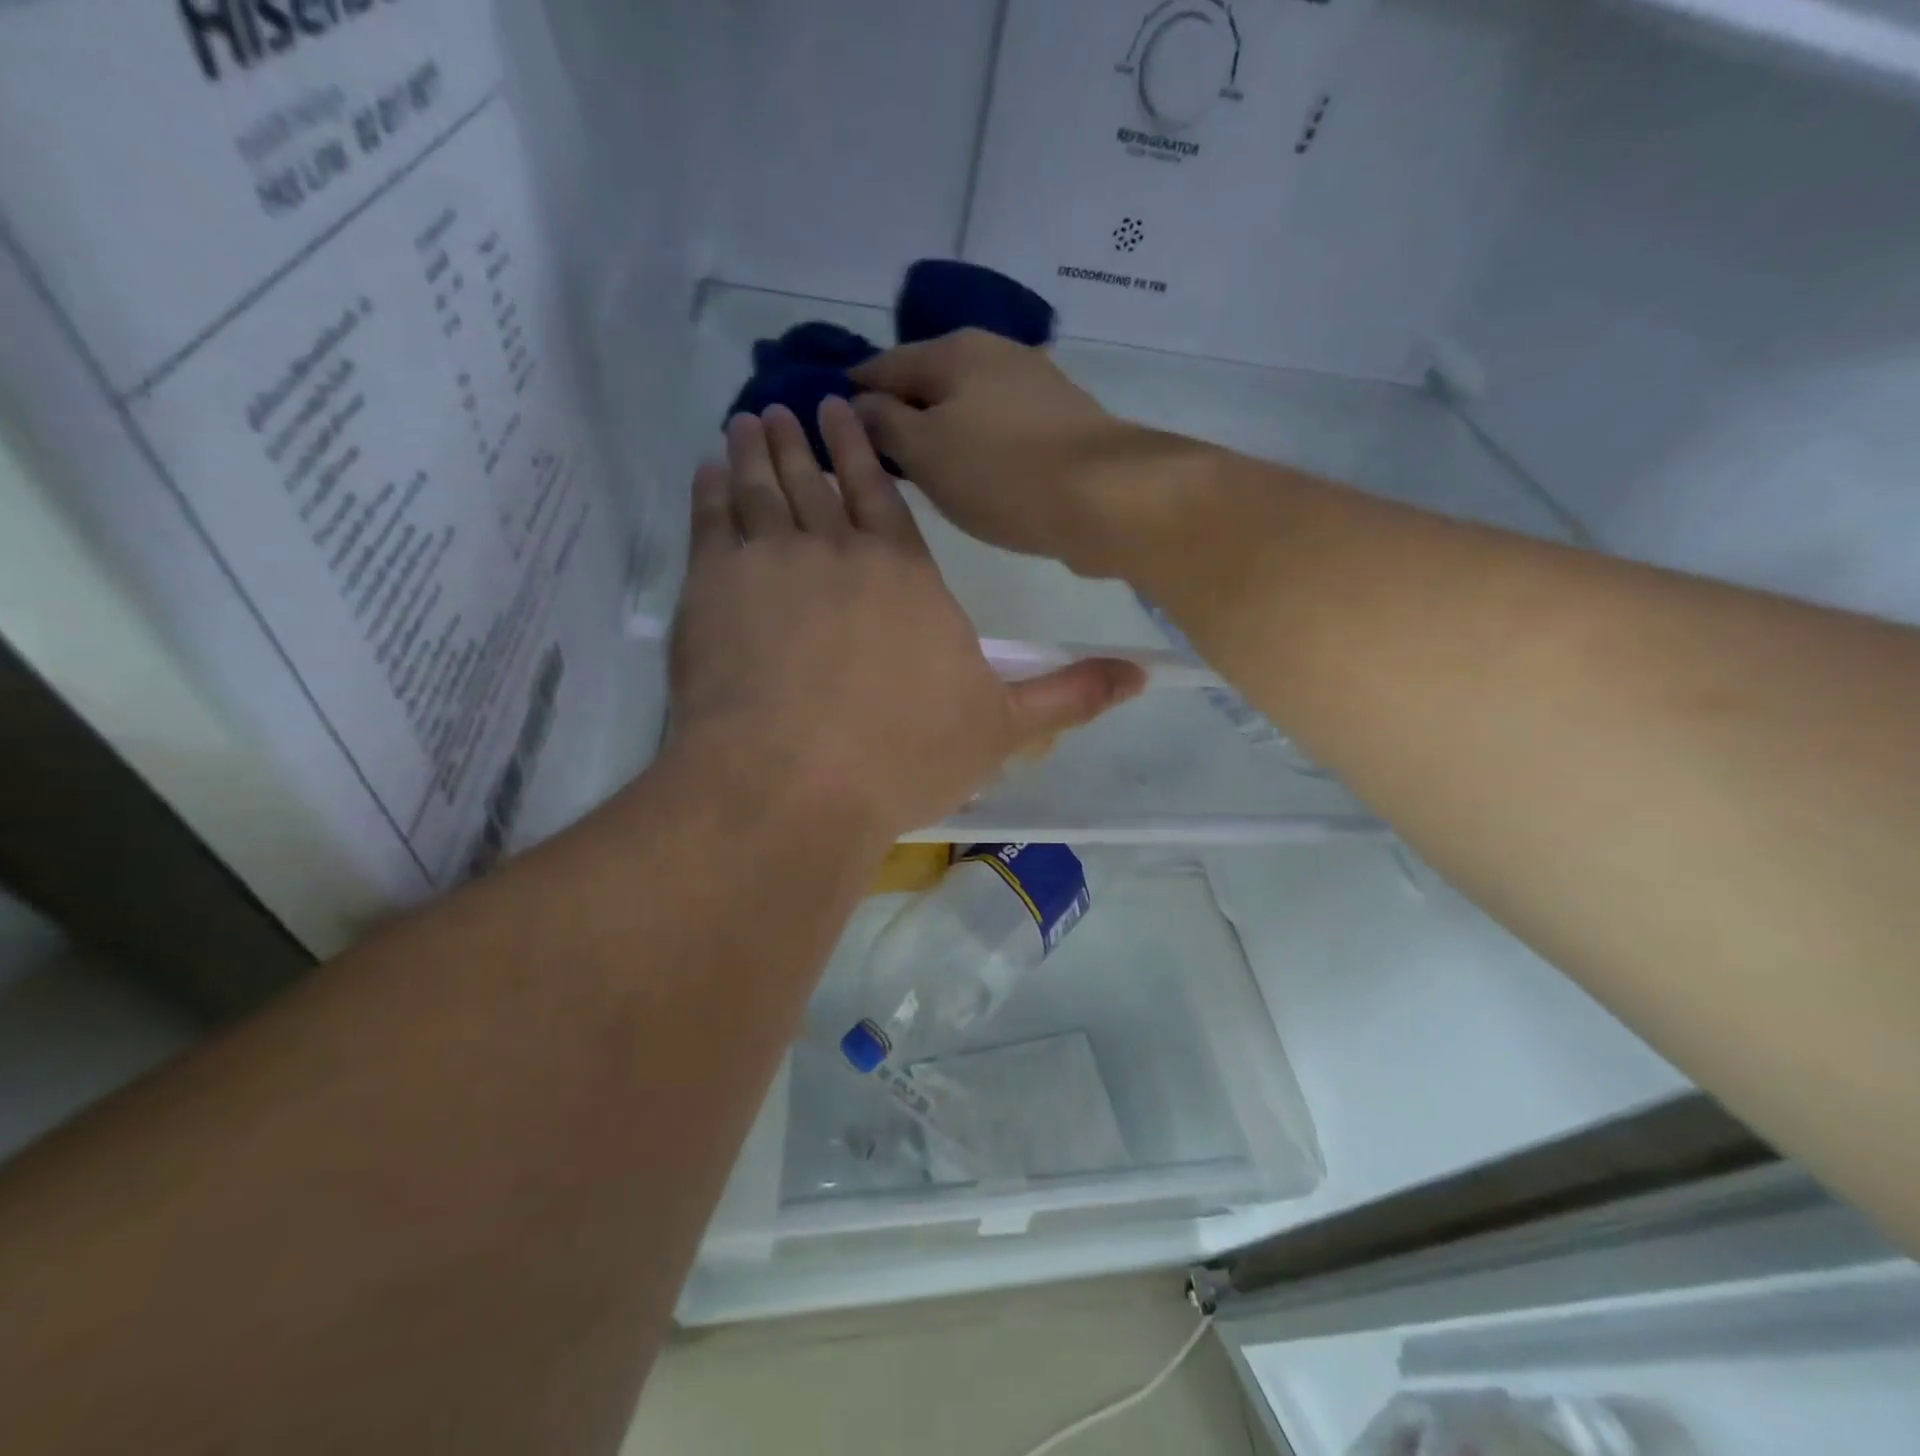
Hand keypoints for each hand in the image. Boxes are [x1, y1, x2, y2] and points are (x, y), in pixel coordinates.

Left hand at [667, 397, 1146, 842]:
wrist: (794, 785)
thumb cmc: (903, 756)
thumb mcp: (1001, 729)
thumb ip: (1067, 694)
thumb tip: (1141, 675)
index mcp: (906, 574)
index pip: (885, 495)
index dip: (866, 454)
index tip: (844, 415)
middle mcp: (839, 551)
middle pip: (821, 480)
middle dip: (805, 440)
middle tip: (789, 404)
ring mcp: (770, 563)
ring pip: (764, 487)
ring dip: (757, 448)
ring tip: (749, 419)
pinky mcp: (712, 588)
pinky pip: (711, 518)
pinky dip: (709, 486)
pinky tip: (709, 467)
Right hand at [850, 329, 1180, 576]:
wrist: (1106, 498)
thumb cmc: (1002, 473)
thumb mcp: (925, 451)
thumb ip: (883, 424)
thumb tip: (856, 405)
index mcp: (954, 350)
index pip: (882, 365)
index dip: (850, 394)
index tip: (826, 425)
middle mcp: (995, 353)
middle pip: (927, 382)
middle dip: (897, 414)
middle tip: (872, 458)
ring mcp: (1034, 386)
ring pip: (965, 406)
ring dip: (938, 432)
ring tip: (917, 473)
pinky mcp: (1061, 423)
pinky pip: (998, 429)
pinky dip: (975, 447)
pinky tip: (971, 476)